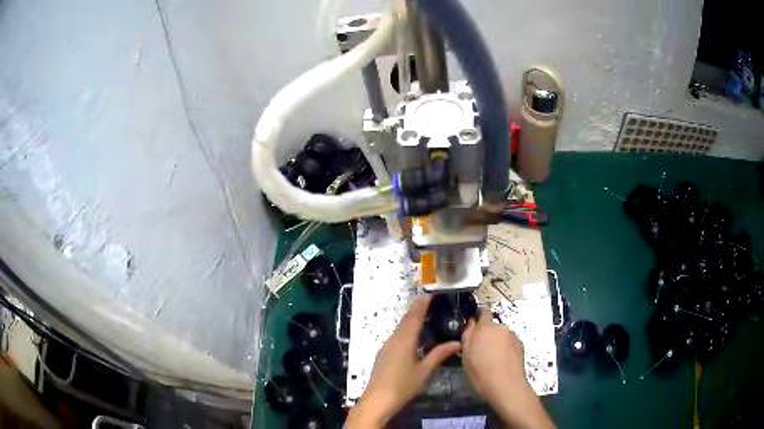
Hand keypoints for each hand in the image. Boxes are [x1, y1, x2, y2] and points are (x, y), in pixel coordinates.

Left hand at [346, 295, 460, 427]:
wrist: (378, 400)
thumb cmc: (403, 385)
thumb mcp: (424, 370)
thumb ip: (439, 355)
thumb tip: (457, 343)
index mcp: (404, 339)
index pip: (414, 316)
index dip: (422, 304)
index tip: (431, 294)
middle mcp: (394, 339)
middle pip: (406, 320)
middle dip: (417, 310)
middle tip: (432, 304)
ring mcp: (387, 346)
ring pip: (400, 328)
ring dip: (411, 320)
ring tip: (426, 317)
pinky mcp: (384, 354)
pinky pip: (397, 336)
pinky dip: (407, 331)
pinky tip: (414, 337)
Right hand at [462, 307, 554, 428]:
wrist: (506, 384)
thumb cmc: (480, 370)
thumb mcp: (466, 354)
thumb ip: (468, 334)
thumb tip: (471, 322)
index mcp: (486, 327)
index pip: (483, 311)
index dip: (479, 315)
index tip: (474, 323)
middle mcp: (501, 327)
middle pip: (492, 326)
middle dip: (486, 334)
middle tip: (479, 350)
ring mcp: (513, 336)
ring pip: (501, 335)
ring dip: (496, 342)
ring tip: (491, 359)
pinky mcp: (520, 345)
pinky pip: (509, 343)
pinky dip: (505, 349)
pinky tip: (501, 362)